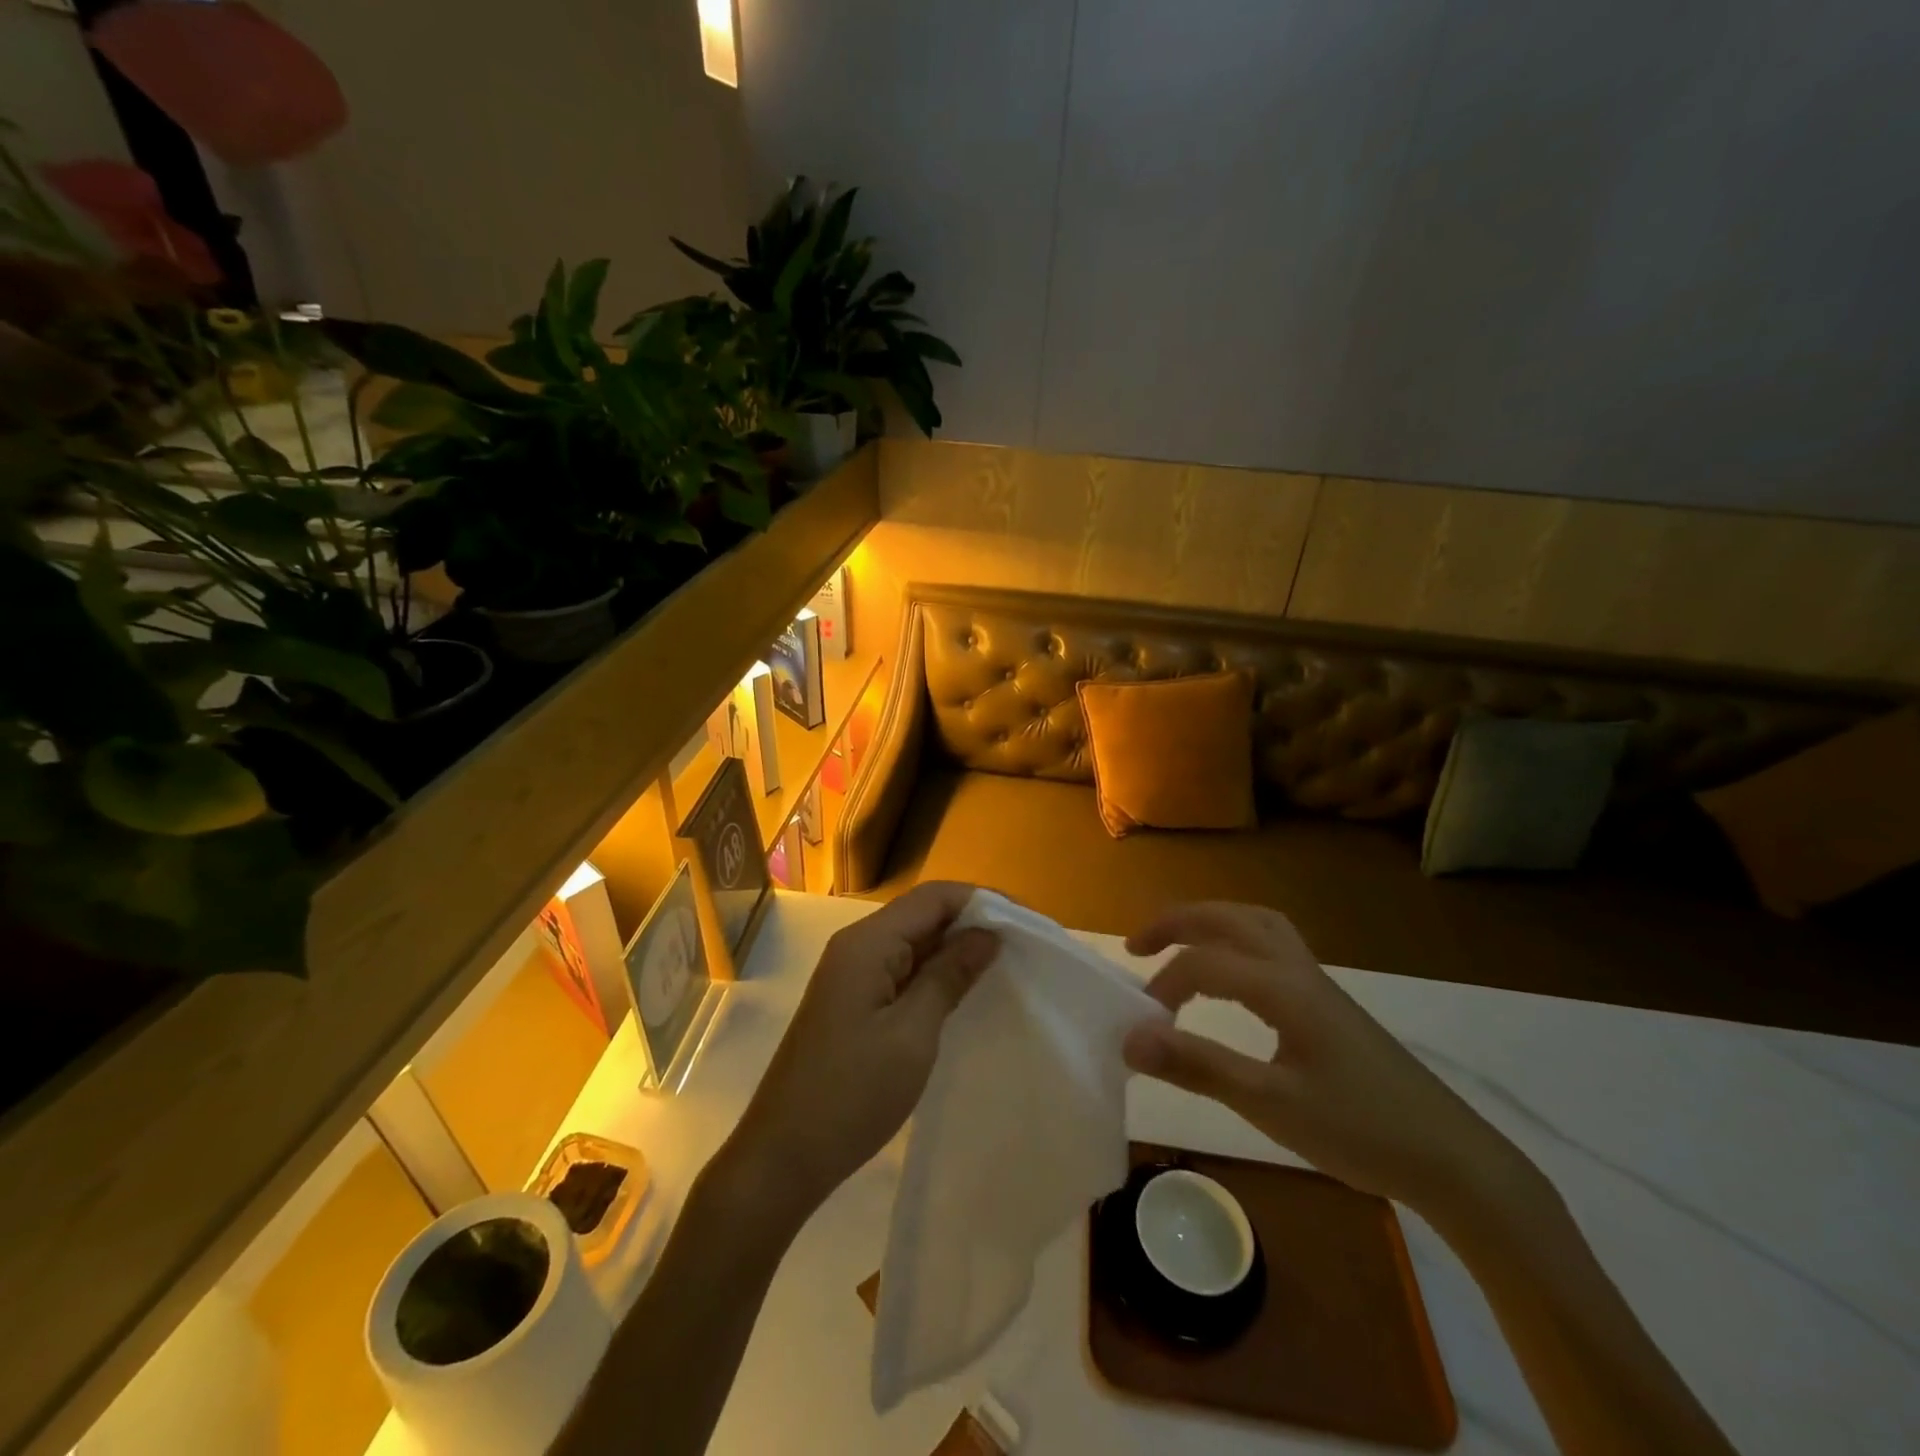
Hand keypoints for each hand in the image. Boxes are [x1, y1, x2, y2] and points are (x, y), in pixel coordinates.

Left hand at [726, 881, 997, 1220]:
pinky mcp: (851, 1001)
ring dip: (954, 949)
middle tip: (1021, 946)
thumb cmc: (852, 1094)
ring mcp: (850, 975)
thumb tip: (986, 935)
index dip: (981, 900)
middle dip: (971, 923)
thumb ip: (949, 976)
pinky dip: (933, 973)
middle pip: (922, 914)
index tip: (1026, 922)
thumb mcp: (912, 1034)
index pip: (933, 897)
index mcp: (867, 943)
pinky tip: (961, 992)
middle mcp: (856, 946)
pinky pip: (900, 970)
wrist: (783, 1157)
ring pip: (912, 942)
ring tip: (1002, 966)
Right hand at [1122, 902, 1521, 1215]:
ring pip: (1257, 923)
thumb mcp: (1270, 1104)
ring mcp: (1317, 982)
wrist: (1451, 1159)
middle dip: (1177, 922)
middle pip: (1229, 918)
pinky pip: (1273, 944)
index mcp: (1281, 987)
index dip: (1162, 986)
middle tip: (1137, 945)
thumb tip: (1130, 1039)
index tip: (1139, 1026)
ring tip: (1180, 944)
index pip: (1203, 964)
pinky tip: (1232, 973)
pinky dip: (1238, 939)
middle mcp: (1297, 969)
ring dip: (1211, 922)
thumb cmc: (1359, 1130)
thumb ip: (1197, 1066)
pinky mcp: (1328, 1002)